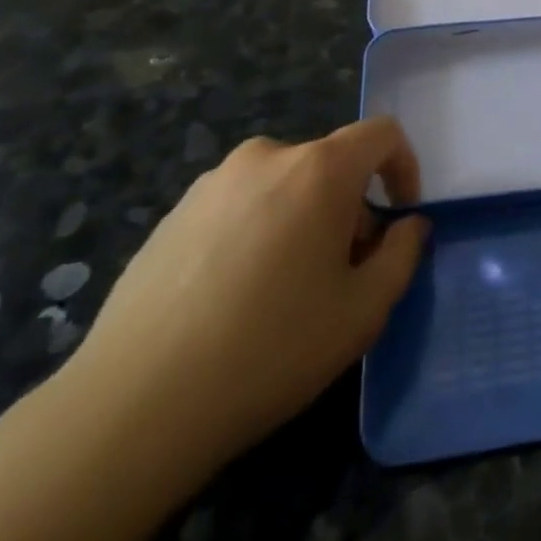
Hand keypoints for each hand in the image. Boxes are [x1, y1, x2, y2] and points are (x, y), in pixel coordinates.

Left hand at [63, 117, 430, 473]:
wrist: (133, 406)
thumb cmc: (270, 349)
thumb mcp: (363, 311)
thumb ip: (402, 255)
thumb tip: (407, 226)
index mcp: (319, 169)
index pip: (381, 134)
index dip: (404, 166)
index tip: (400, 216)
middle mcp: (267, 157)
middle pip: (331, 164)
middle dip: (351, 207)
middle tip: (343, 272)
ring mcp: (212, 184)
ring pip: (283, 186)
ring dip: (303, 219)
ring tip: (286, 290)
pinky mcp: (172, 215)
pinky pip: (239, 206)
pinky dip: (257, 232)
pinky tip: (235, 298)